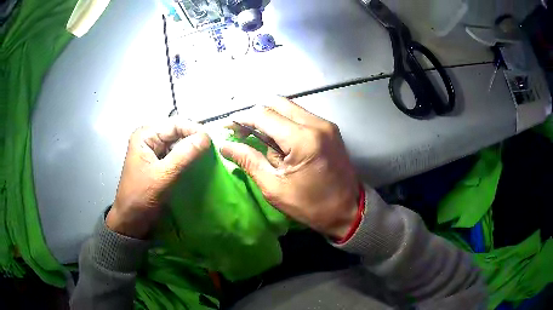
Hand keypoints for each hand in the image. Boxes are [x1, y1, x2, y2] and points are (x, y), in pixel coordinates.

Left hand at [106, 119, 210, 238]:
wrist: (131, 219)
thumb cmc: (141, 196)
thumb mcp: (163, 176)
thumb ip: (184, 155)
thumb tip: (206, 137)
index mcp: (146, 135)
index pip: (175, 124)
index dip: (195, 130)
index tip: (212, 142)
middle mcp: (150, 138)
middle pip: (178, 131)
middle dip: (195, 139)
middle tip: (213, 149)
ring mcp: (154, 150)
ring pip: (179, 143)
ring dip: (193, 148)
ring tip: (208, 156)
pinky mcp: (159, 162)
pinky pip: (177, 154)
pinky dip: (188, 157)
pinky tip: (198, 163)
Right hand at [221, 98, 359, 239]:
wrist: (348, 210)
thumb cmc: (311, 205)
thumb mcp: (275, 187)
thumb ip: (249, 160)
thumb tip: (225, 146)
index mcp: (303, 139)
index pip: (263, 114)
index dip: (241, 118)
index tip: (228, 128)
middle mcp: (316, 123)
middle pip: (276, 102)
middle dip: (255, 115)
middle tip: (243, 133)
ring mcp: (325, 124)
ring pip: (289, 107)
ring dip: (270, 118)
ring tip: (261, 140)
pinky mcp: (329, 128)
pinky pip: (300, 116)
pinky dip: (285, 122)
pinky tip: (280, 142)